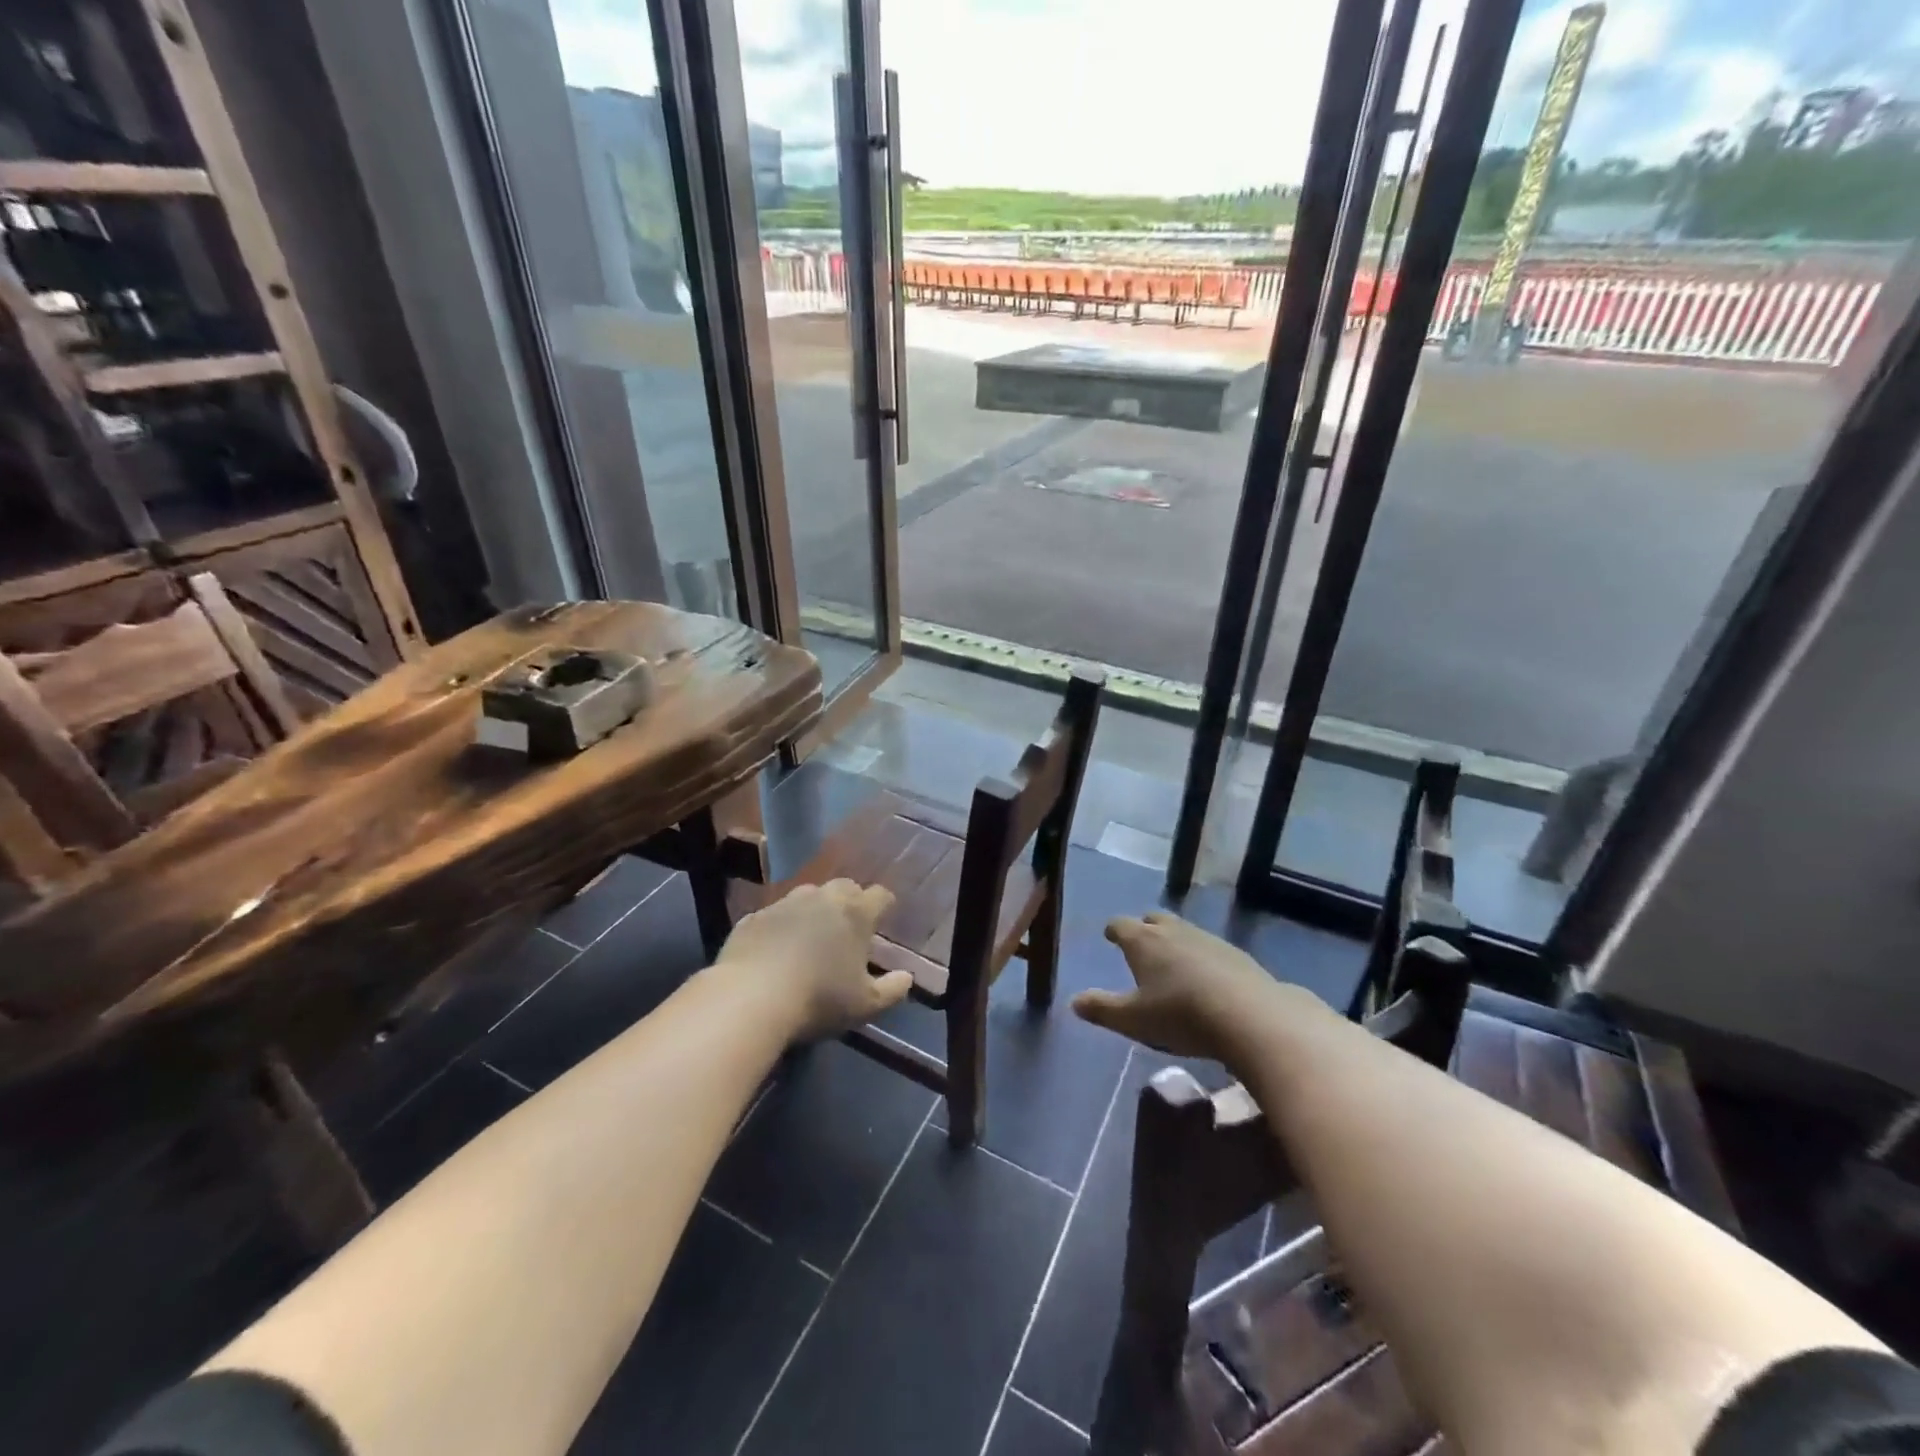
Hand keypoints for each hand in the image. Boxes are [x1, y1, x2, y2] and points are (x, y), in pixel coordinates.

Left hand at [718, 880, 913, 1041]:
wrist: (750, 998)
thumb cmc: (819, 999)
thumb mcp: (866, 1005)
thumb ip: (893, 989)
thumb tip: (907, 977)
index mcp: (855, 912)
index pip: (880, 895)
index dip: (884, 907)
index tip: (883, 923)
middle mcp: (822, 898)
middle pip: (844, 887)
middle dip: (850, 902)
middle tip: (848, 930)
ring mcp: (784, 904)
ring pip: (807, 896)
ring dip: (814, 911)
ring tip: (811, 939)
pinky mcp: (753, 917)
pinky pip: (774, 916)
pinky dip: (780, 927)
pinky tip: (775, 951)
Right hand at [1072, 912, 1329, 1069]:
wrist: (1250, 1016)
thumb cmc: (1181, 1015)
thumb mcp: (1133, 1020)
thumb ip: (1102, 1009)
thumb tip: (1074, 1002)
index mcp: (1143, 941)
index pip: (1121, 925)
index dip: (1113, 930)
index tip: (1110, 936)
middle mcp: (1173, 931)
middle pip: (1154, 918)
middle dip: (1145, 928)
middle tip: (1141, 943)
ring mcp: (1208, 939)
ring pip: (1184, 930)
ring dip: (1175, 941)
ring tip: (1173, 962)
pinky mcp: (1236, 954)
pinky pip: (1210, 947)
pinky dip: (1201, 957)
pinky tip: (1207, 978)